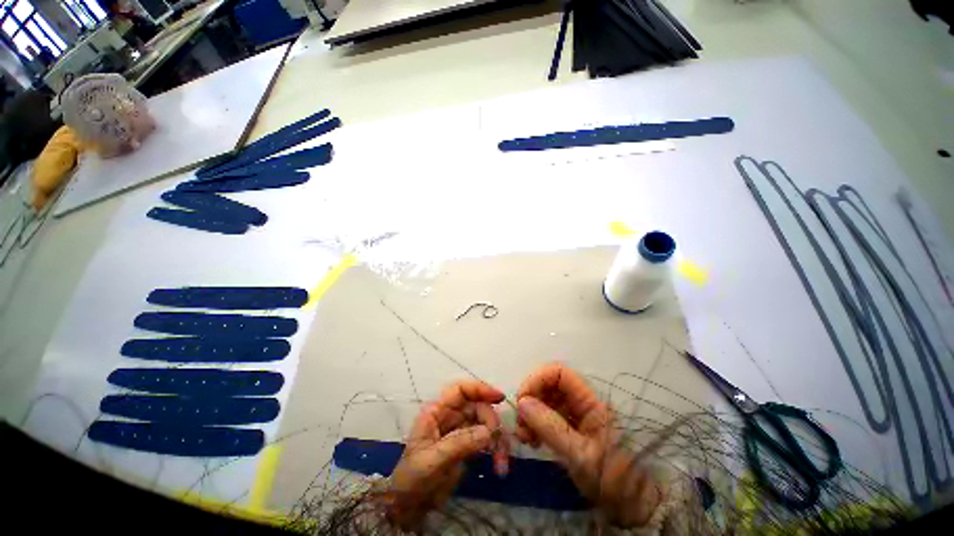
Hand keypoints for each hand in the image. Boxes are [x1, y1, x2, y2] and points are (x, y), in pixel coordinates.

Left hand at [387, 381, 509, 529]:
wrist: (409, 508)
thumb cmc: (413, 479)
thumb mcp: (433, 460)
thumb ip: (460, 442)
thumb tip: (489, 431)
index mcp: (437, 412)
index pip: (460, 390)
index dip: (479, 388)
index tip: (498, 397)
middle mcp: (450, 417)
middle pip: (477, 406)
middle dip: (490, 421)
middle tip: (495, 441)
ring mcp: (460, 431)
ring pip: (485, 424)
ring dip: (497, 440)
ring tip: (500, 462)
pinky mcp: (468, 447)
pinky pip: (487, 441)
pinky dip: (496, 450)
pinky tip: (499, 466)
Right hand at [516, 363, 661, 527]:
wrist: (632, 506)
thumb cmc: (612, 479)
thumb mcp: (580, 455)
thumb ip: (550, 427)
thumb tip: (522, 403)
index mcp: (590, 402)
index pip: (559, 373)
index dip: (538, 379)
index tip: (522, 400)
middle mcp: (581, 403)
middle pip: (549, 385)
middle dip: (531, 399)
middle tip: (520, 423)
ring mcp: (575, 416)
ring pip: (545, 400)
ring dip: (530, 413)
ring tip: (524, 437)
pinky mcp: (569, 429)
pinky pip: (546, 417)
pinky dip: (535, 425)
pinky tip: (531, 441)